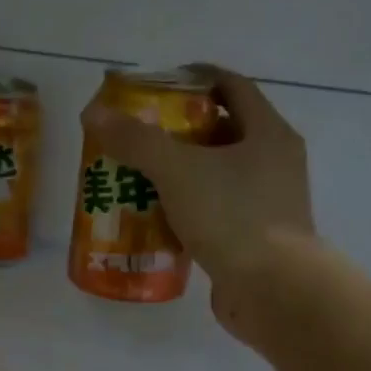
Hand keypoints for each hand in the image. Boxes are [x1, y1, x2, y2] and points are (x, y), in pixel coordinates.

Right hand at [83, 67, 316, 331]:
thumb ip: (136, 141)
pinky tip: (158, 221)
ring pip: (218, 177)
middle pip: (223, 133)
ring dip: (182, 175)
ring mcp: (269, 204)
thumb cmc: (232, 217)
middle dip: (179, 133)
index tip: (157, 86)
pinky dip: (188, 211)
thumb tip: (94, 114)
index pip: (231, 87)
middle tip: (139, 137)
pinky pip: (217, 213)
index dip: (194, 80)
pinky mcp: (256, 240)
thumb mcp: (178, 171)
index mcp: (268, 133)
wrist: (273, 290)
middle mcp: (275, 163)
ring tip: (140, 179)